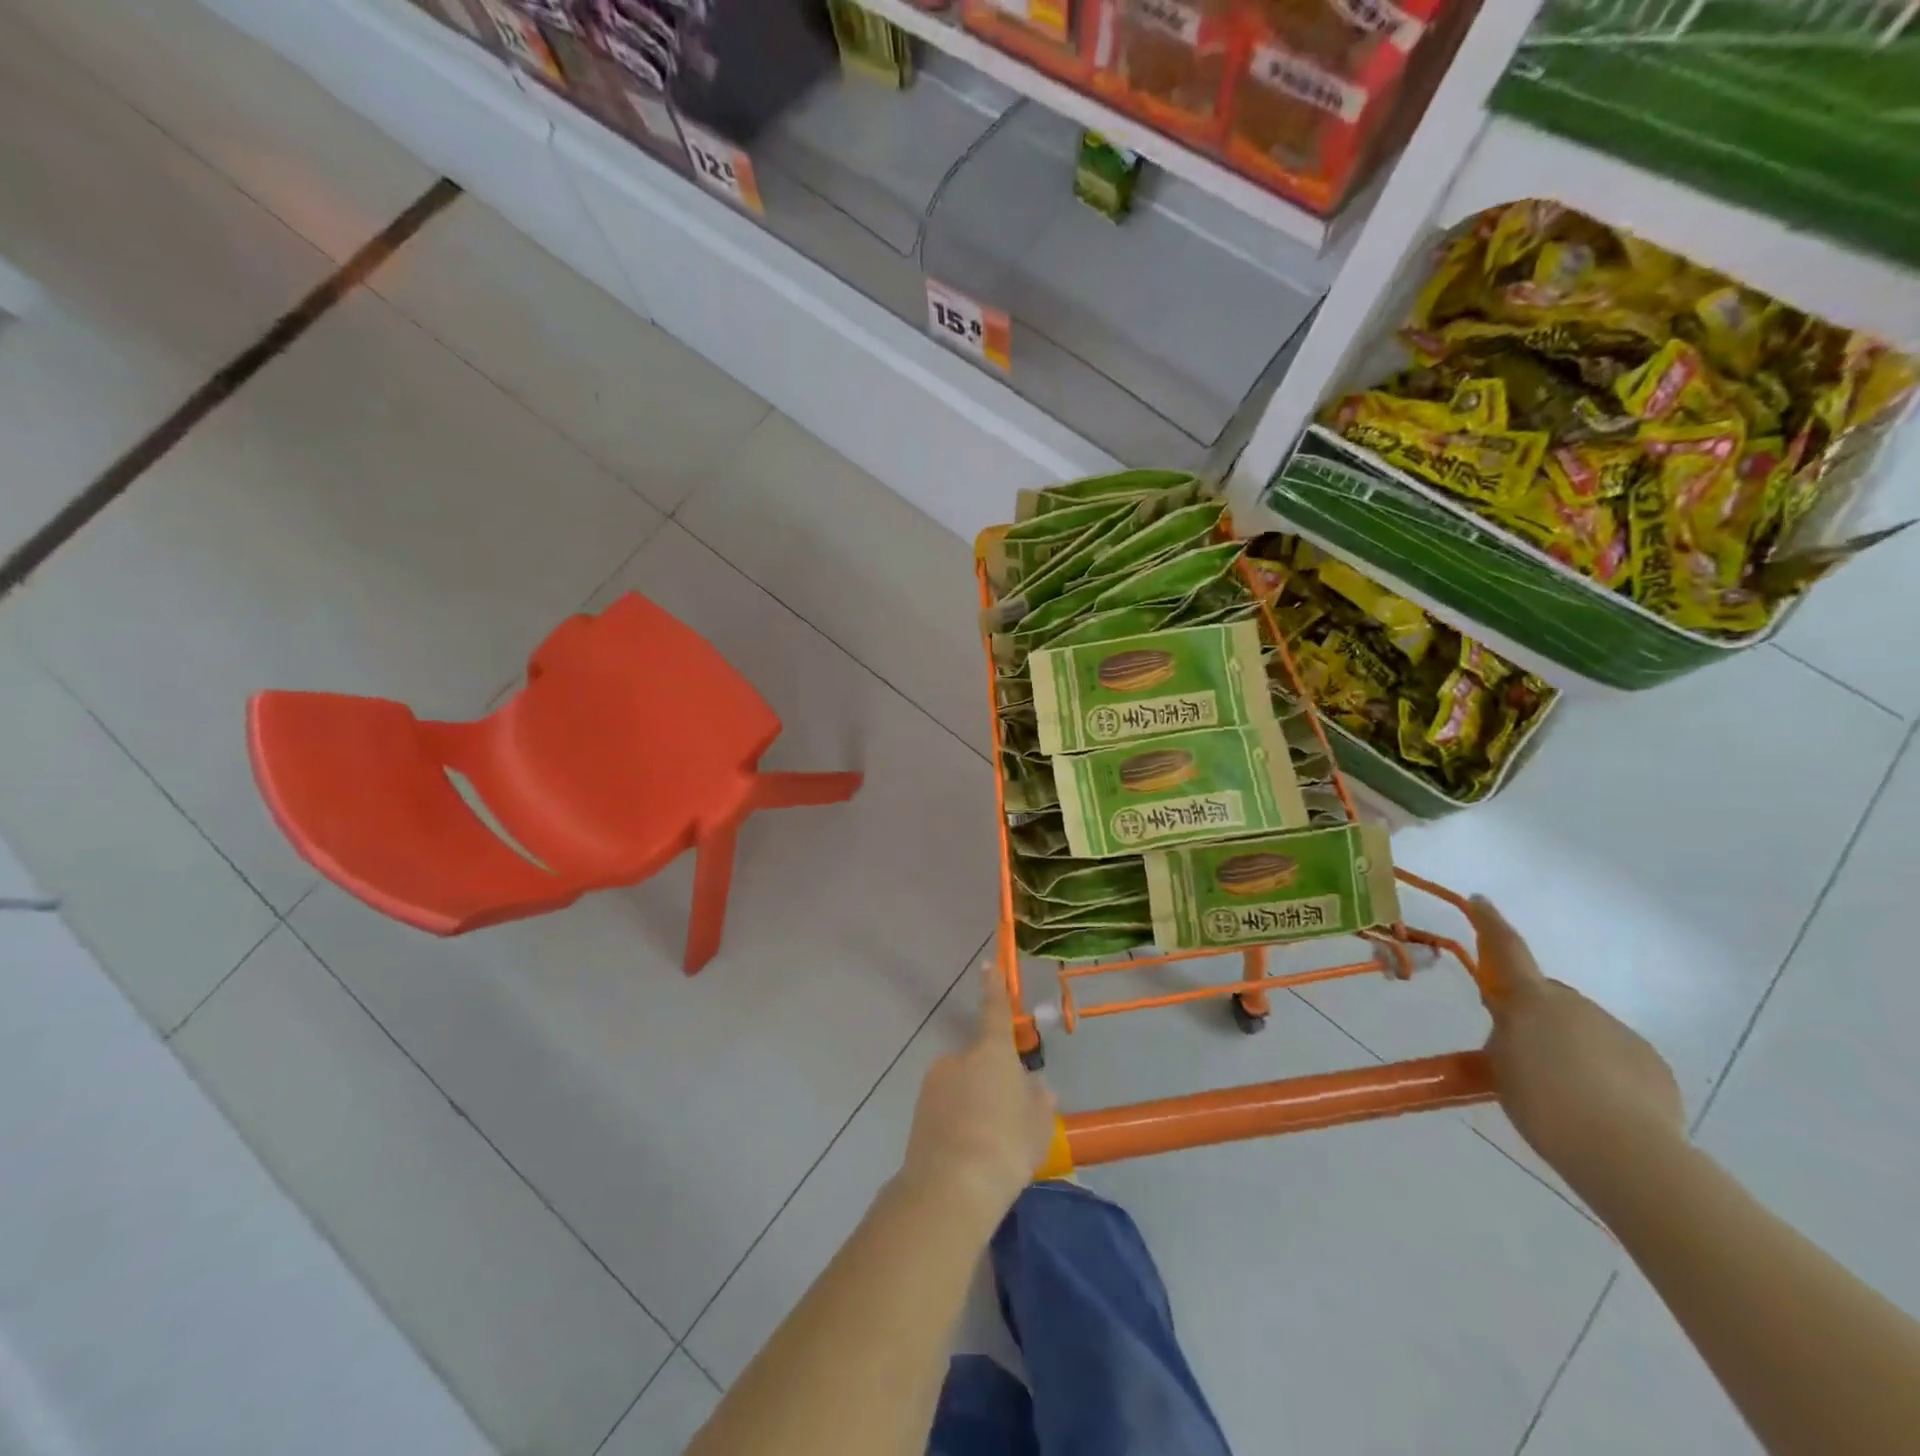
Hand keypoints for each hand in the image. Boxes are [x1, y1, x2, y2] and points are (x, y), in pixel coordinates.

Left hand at [900, 966, 1058, 1224]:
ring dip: (973, 1104)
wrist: (952, 1187)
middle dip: (991, 1082)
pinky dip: (957, 1122)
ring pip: (961, 1087)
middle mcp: (959, 1058)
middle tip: (1008, 1119)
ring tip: (988, 1145)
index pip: (995, 1011)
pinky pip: (946, 1108)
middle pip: (980, 1061)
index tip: (988, 965)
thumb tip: (1037, 1088)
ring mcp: (934, 1083)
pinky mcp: (919, 1111)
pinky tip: (968, 1153)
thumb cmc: (1006, 1146)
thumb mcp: (1038, 1126)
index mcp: (992, 1053)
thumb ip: (1039, 1101)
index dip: (994, 988)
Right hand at [1472, 897, 1685, 1191]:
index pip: (1507, 950)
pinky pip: (1615, 1055)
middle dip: (1535, 1014)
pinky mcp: (1651, 1063)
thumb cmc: (1544, 1104)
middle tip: (1523, 1052)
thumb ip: (1505, 1037)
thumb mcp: (1501, 1068)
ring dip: (1569, 1046)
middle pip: (1548, 998)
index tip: (1481, 900)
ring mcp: (1619, 1031)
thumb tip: (1514, 1027)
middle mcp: (1577, 1005)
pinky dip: (1602, 1070)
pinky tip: (1599, 1104)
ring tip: (1564, 1091)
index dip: (1491, 923)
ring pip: (1582, 1028)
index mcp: (1533, 1002)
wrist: (1626, 1152)